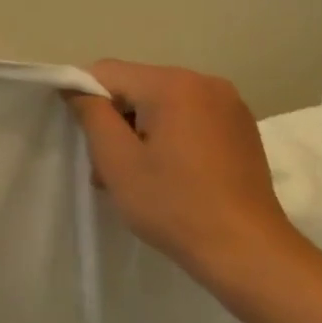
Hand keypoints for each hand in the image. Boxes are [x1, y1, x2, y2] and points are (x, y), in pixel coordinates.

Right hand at [68, 61, 299, 280]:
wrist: (246, 250)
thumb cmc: (173, 204)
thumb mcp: (116, 160)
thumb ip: (91, 114)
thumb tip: (75, 87)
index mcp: (173, 84)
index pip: (108, 72)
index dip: (84, 98)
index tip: (82, 137)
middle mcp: (205, 82)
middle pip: (137, 86)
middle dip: (115, 119)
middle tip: (107, 167)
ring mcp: (229, 104)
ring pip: (162, 103)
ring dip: (141, 129)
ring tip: (137, 175)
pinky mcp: (241, 127)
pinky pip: (189, 116)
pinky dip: (169, 135)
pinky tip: (169, 173)